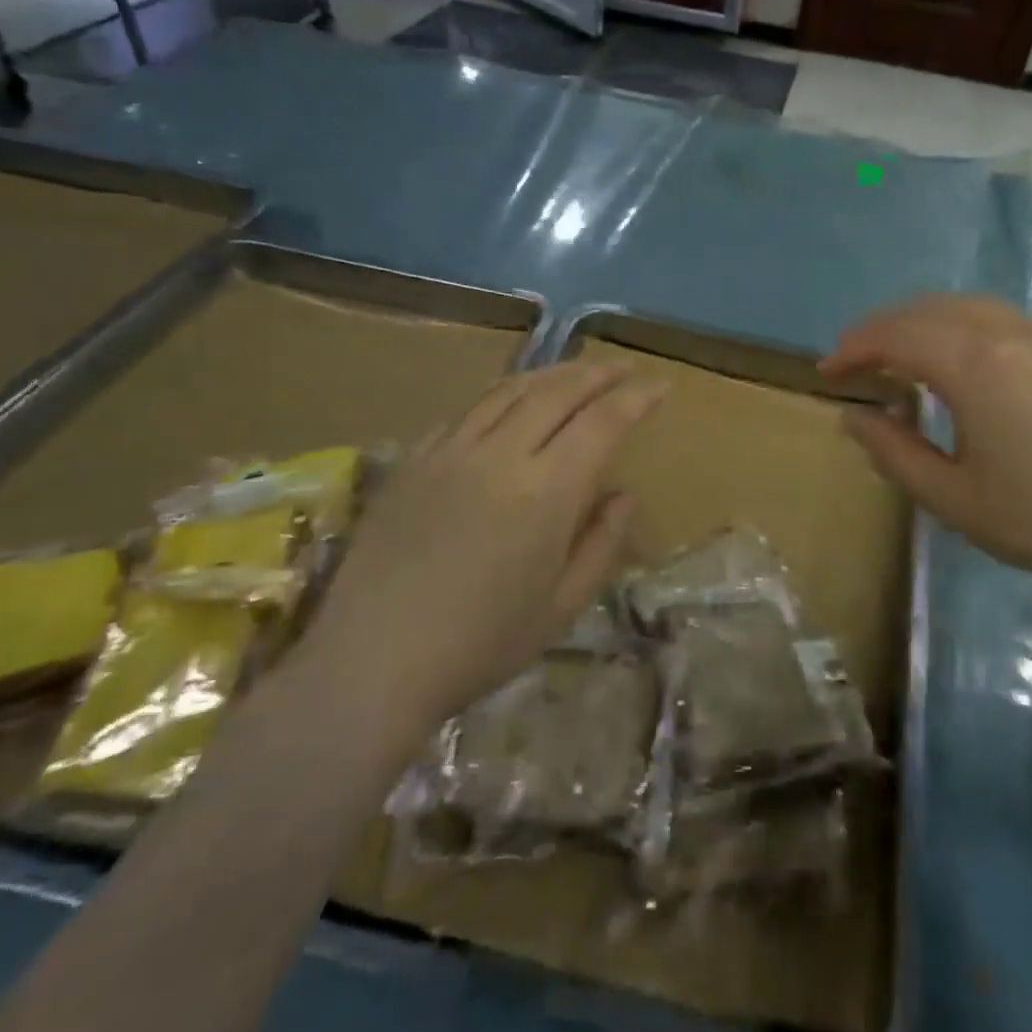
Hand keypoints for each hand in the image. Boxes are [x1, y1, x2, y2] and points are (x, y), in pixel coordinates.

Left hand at [303, 362, 666, 736]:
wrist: (370, 663)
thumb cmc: (479, 645)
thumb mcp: (562, 608)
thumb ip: (602, 544)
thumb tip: (624, 495)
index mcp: (547, 492)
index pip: (603, 422)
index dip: (636, 397)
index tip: (660, 385)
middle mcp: (501, 455)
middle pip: (558, 392)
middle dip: (598, 373)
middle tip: (623, 367)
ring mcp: (451, 452)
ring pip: (510, 390)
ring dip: (551, 373)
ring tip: (575, 371)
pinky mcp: (414, 461)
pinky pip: (466, 412)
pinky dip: (501, 396)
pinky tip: (509, 402)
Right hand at [823, 296, 1031, 604]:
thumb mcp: (952, 498)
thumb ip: (893, 452)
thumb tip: (853, 417)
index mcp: (974, 365)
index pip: (897, 336)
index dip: (854, 348)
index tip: (826, 371)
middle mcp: (1007, 334)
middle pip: (927, 310)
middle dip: (882, 328)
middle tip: (854, 358)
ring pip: (965, 306)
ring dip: (921, 321)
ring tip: (899, 354)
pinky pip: (998, 318)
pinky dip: (959, 325)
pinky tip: (958, 360)